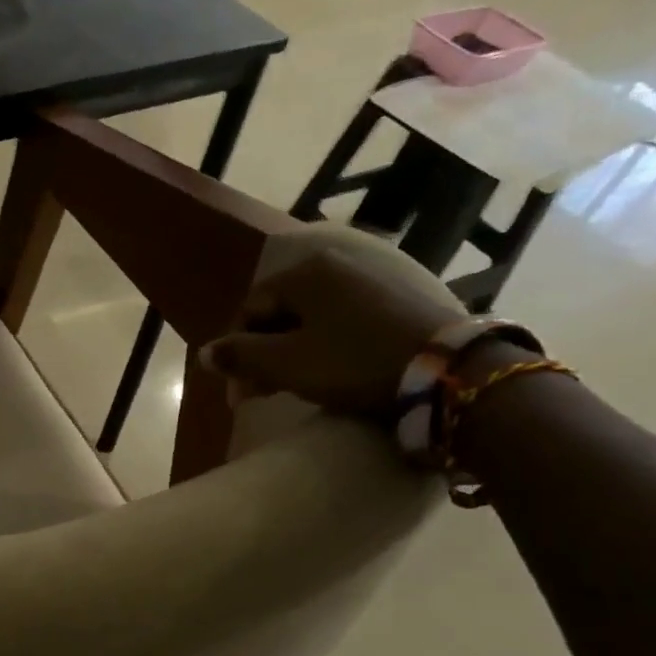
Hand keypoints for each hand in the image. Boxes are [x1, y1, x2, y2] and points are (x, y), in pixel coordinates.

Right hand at [201, 233, 463, 415]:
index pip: (250, 309)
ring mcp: (373, 276)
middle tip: (263, 393)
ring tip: (296, 384)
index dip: (237, 352)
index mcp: (304, 272)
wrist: (451, 370)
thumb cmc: (355, 362)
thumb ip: (239, 356)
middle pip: (281, 311)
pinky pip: (346, 317)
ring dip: (295, 350)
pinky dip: (329, 342)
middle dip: (265, 353)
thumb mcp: (286, 364)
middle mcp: (336, 262)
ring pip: (313, 316)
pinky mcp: (401, 295)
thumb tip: (204, 354)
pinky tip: (333, 367)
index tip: (240, 393)